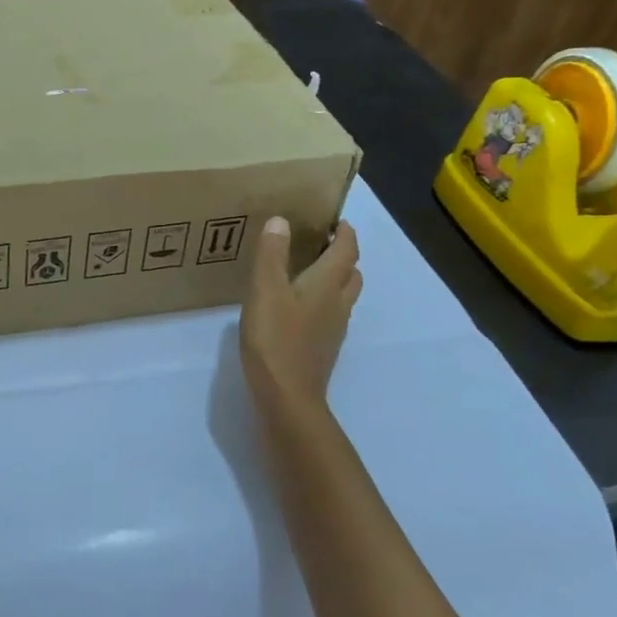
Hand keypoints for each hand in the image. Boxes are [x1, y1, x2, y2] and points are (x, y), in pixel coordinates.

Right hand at [240, 217, 361, 421]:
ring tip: (307, 272)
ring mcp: (333, 329)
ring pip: (343, 296)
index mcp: (327, 284)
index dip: (345, 233)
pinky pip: (330, 315)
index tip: (336, 220)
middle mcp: (338, 303)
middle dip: (342, 256)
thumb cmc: (275, 339)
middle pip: (351, 273)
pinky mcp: (323, 348)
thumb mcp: (265, 290)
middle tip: (320, 244)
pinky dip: (321, 303)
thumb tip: (282, 220)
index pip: (346, 250)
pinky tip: (297, 309)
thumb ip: (272, 254)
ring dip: (334, 280)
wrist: (287, 396)